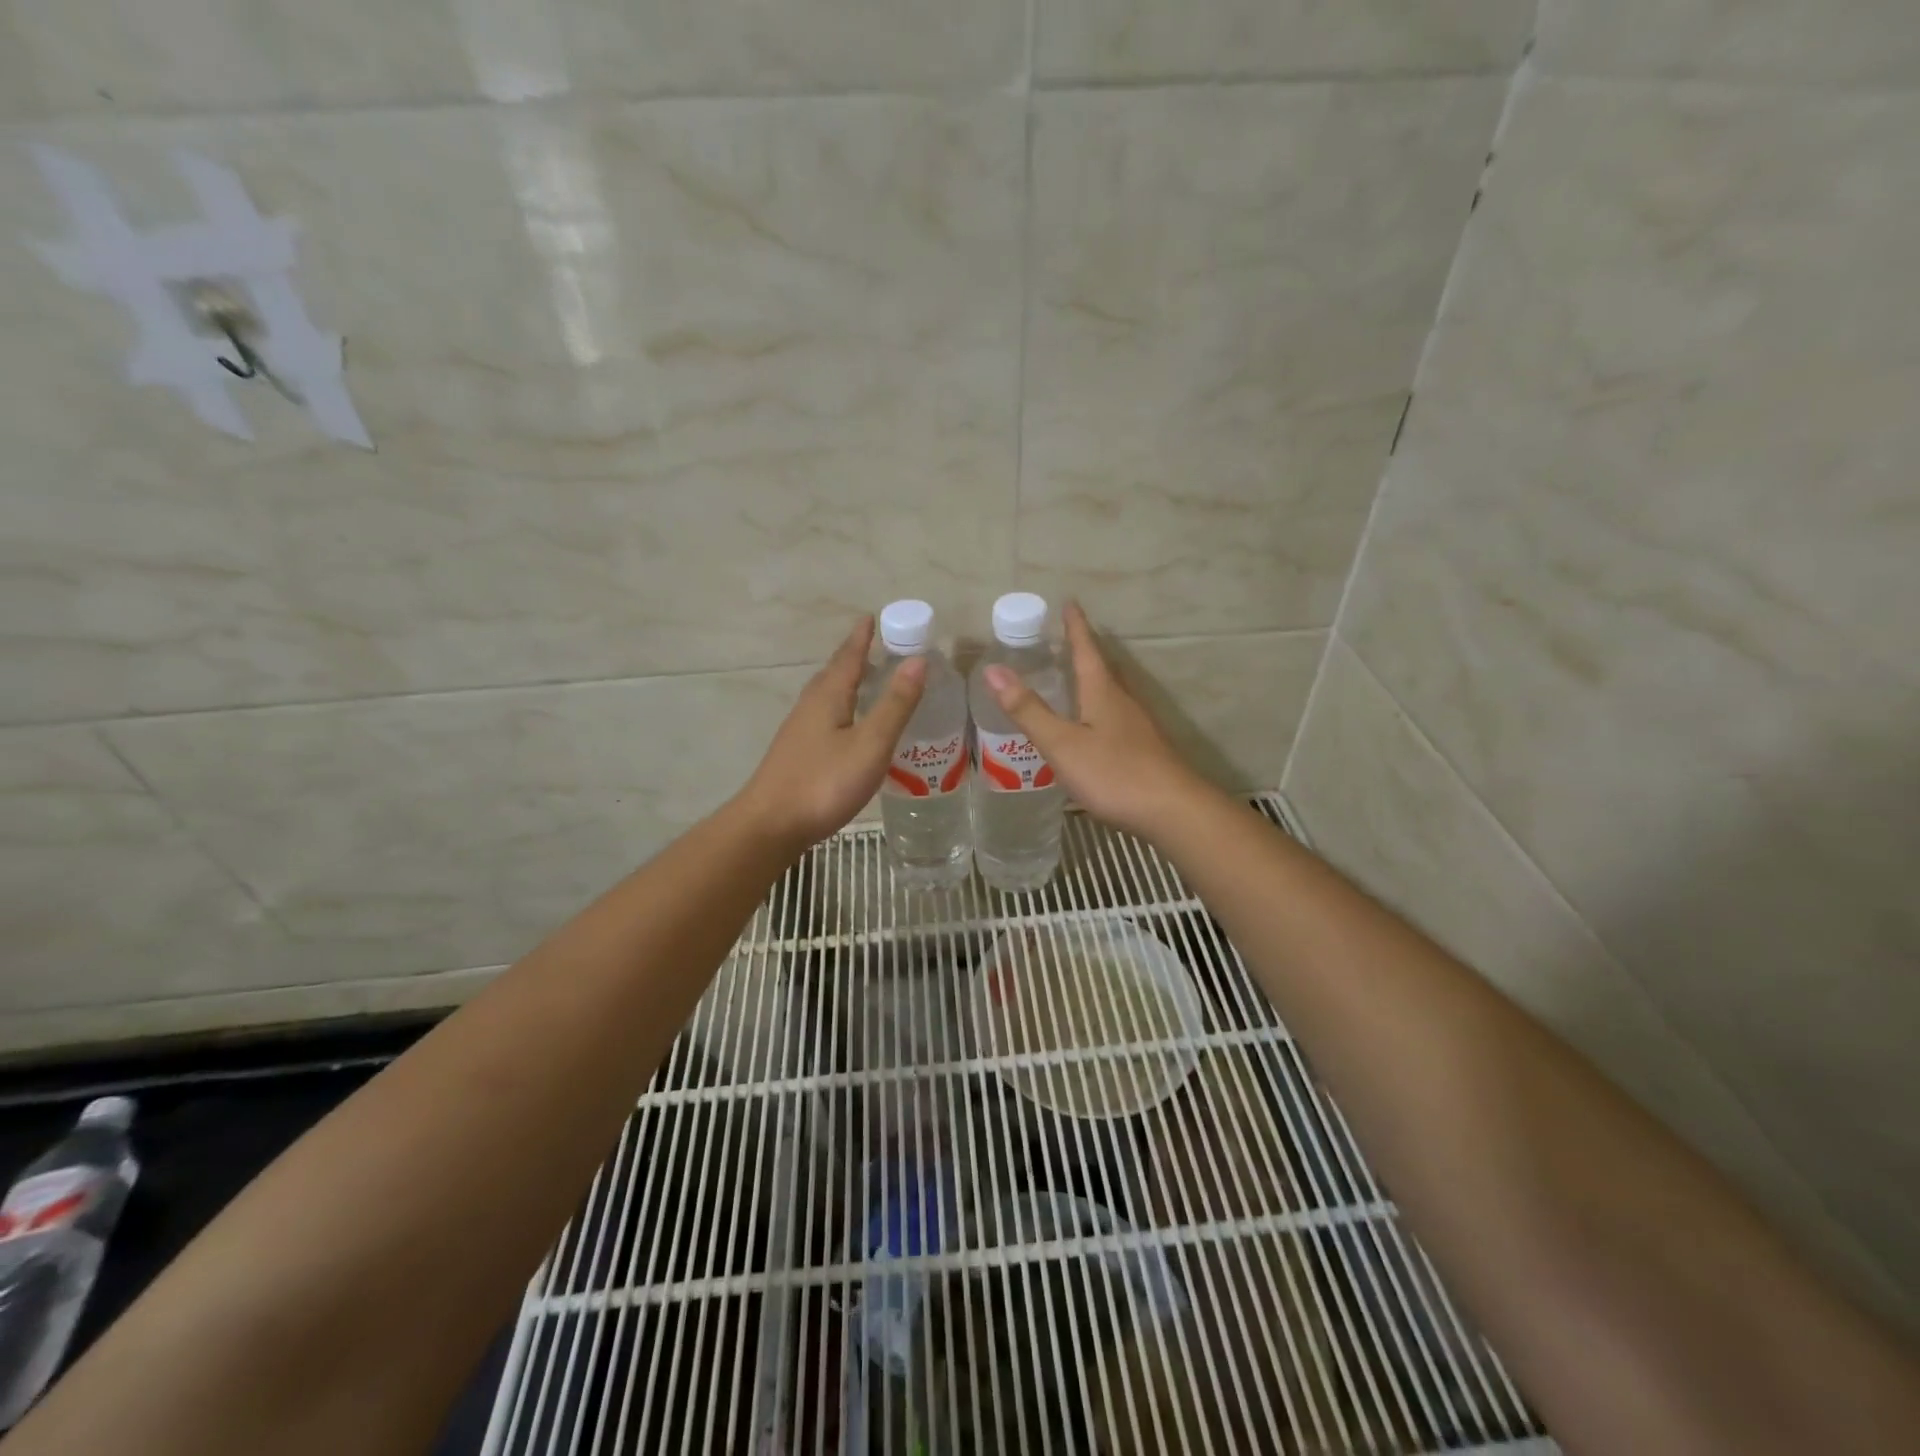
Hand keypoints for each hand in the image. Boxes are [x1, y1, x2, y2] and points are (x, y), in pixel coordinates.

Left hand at [736, 617, 925, 851]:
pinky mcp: (797, 754)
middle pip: (833, 673)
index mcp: (829, 697)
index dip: (861, 637)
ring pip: (826, 695)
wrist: (771, 825)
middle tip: (875, 646)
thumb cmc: (824, 782)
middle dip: (853, 657)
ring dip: (845, 682)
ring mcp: (799, 731)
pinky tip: (848, 726)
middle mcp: (810, 706)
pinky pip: (823, 716)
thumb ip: (895, 704)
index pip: (848, 657)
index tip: (870, 617)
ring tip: (865, 681)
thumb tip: (917, 661)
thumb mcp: (870, 743)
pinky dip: (840, 708)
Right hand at [981, 601, 1207, 841]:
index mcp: (1102, 692)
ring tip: (1074, 678)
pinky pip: (1116, 717)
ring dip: (1093, 680)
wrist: (1173, 811)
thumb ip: (1028, 710)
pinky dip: (1099, 709)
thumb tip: (993, 669)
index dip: (1076, 627)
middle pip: (1102, 668)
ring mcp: (1137, 726)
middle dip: (1083, 651)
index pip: (1086, 649)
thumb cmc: (1114, 773)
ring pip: (1111, 693)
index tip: (1069, 603)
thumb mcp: (1062, 743)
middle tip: (1065, 638)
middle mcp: (1123, 701)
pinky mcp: (1144, 749)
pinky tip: (1093, 727)